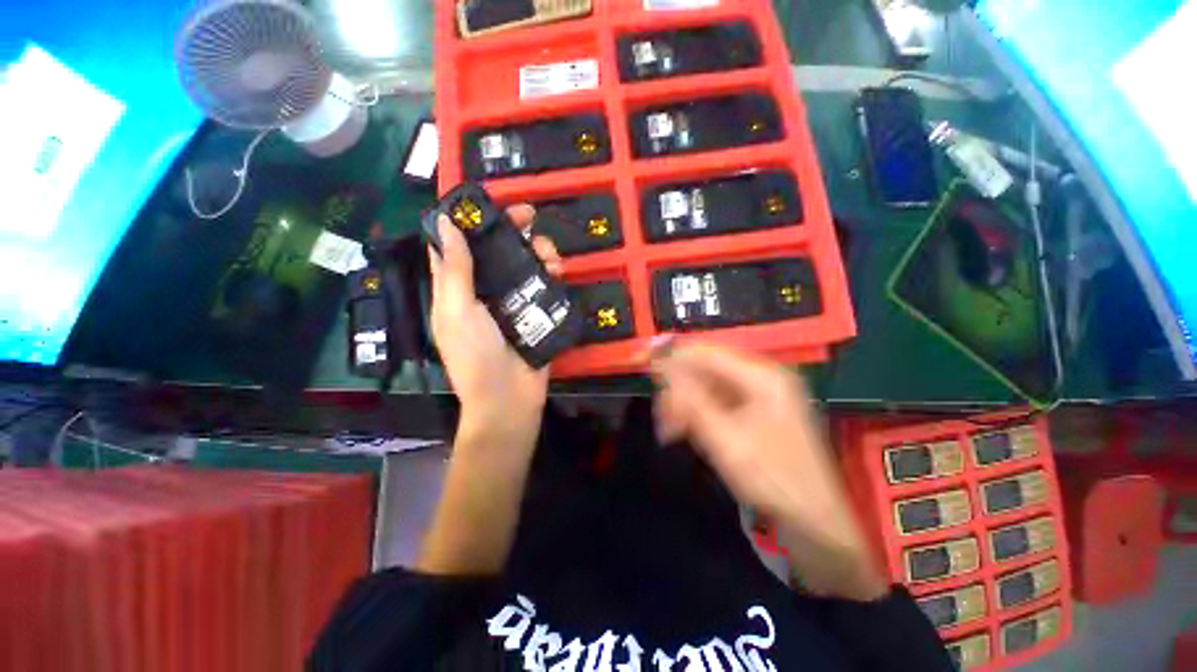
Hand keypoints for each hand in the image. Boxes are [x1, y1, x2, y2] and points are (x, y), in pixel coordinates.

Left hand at [428, 204, 562, 438]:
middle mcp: (484, 291)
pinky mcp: (535, 313)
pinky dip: (551, 273)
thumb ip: (455, 269)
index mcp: (457, 289)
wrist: (509, 399)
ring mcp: (512, 302)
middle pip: (497, 251)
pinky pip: (543, 285)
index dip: (470, 221)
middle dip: (513, 230)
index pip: (459, 245)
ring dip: (537, 251)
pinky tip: (558, 272)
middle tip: (531, 217)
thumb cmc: (476, 356)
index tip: (490, 203)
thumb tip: (447, 222)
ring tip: (550, 256)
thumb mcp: (458, 311)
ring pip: (524, 264)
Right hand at [652, 341, 887, 600]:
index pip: (707, 352)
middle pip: (706, 367)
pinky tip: (684, 429)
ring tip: (669, 429)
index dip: (673, 354)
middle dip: (678, 387)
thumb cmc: (772, 479)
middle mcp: (762, 376)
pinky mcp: (754, 409)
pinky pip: (716, 399)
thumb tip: (663, 367)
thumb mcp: (726, 440)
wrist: (812, 520)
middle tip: (661, 416)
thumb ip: (692, 401)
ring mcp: (759, 393)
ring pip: (707, 384)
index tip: (643, 362)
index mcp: (763, 377)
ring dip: (685, 403)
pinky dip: (697, 412)